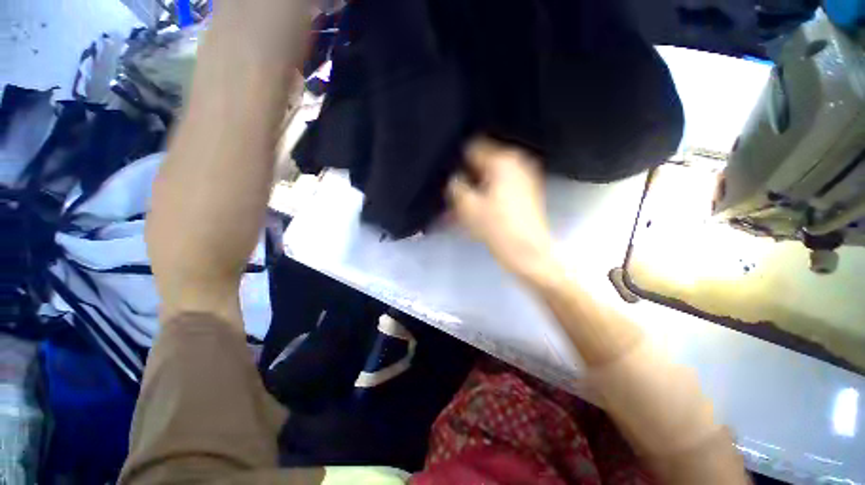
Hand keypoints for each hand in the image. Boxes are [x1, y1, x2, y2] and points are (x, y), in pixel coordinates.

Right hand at [447, 138, 555, 280]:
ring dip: (477, 187)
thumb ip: (455, 185)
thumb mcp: (467, 206)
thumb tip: (455, 177)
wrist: (527, 251)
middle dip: (467, 177)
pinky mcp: (527, 191)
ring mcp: (525, 176)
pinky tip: (480, 209)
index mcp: (502, 160)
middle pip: (483, 163)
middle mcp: (516, 162)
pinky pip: (502, 186)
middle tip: (456, 195)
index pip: (472, 147)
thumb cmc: (495, 226)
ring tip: (465, 206)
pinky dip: (489, 194)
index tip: (450, 177)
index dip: (458, 161)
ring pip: (492, 176)